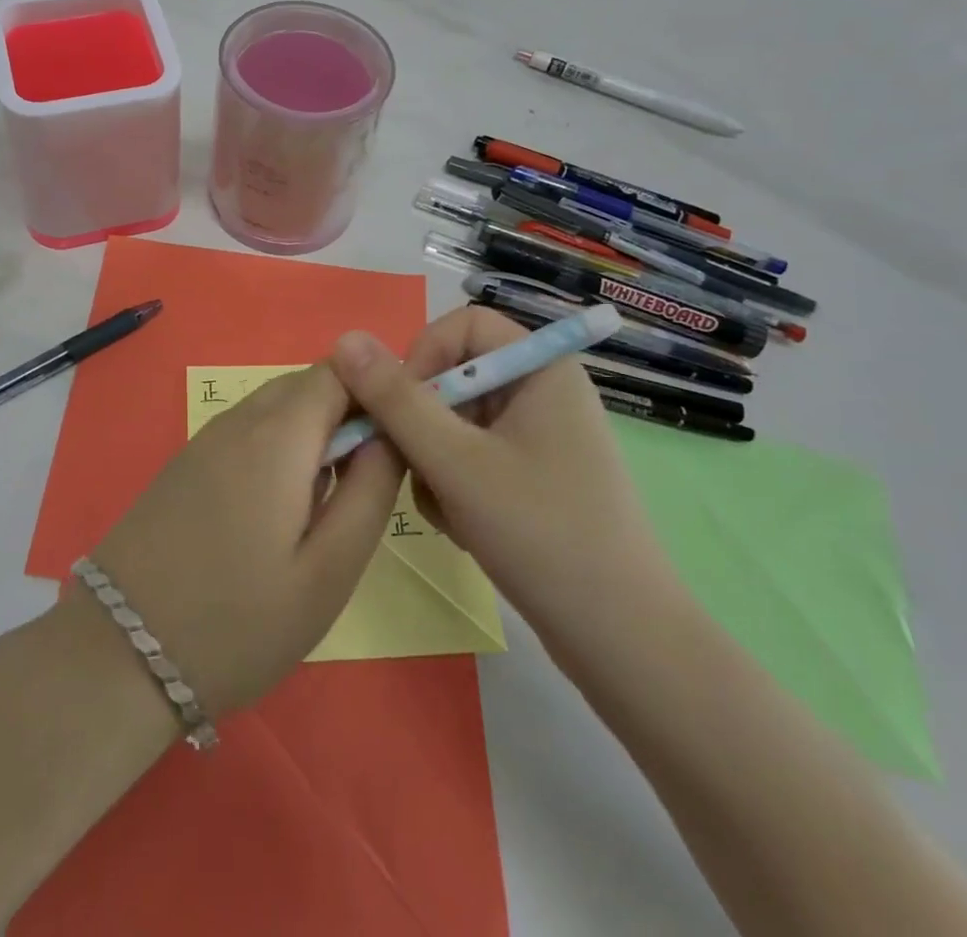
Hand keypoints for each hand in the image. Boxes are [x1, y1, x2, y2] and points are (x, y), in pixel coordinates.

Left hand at [79, 363, 404, 722]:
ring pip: (276, 407)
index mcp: (278, 434)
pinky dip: (277, 448)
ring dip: (312, 433)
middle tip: (366, 481)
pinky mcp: (185, 464)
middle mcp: (238, 420)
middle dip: (347, 413)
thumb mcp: (328, 572)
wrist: (118, 654)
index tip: (399, 440)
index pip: (339, 370)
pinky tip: (275, 511)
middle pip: (307, 384)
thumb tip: (390, 435)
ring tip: (324, 503)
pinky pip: (246, 431)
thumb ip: (369, 492)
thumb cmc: (238, 622)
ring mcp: (205, 439)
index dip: (377, 391)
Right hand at [330, 308, 677, 646]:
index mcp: (541, 368)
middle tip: (413, 468)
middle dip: (423, 423)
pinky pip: (471, 456)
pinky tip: (464, 528)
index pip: (462, 325)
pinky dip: (454, 485)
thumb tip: (344, 339)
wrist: (622, 642)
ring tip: (447, 510)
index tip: (401, 407)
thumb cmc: (541, 534)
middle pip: (454, 376)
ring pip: (454, 422)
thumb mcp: (455, 462)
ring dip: (434, 462)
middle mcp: (542, 391)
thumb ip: (396, 400)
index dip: (423, 355)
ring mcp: (539, 437)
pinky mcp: (532, 477)